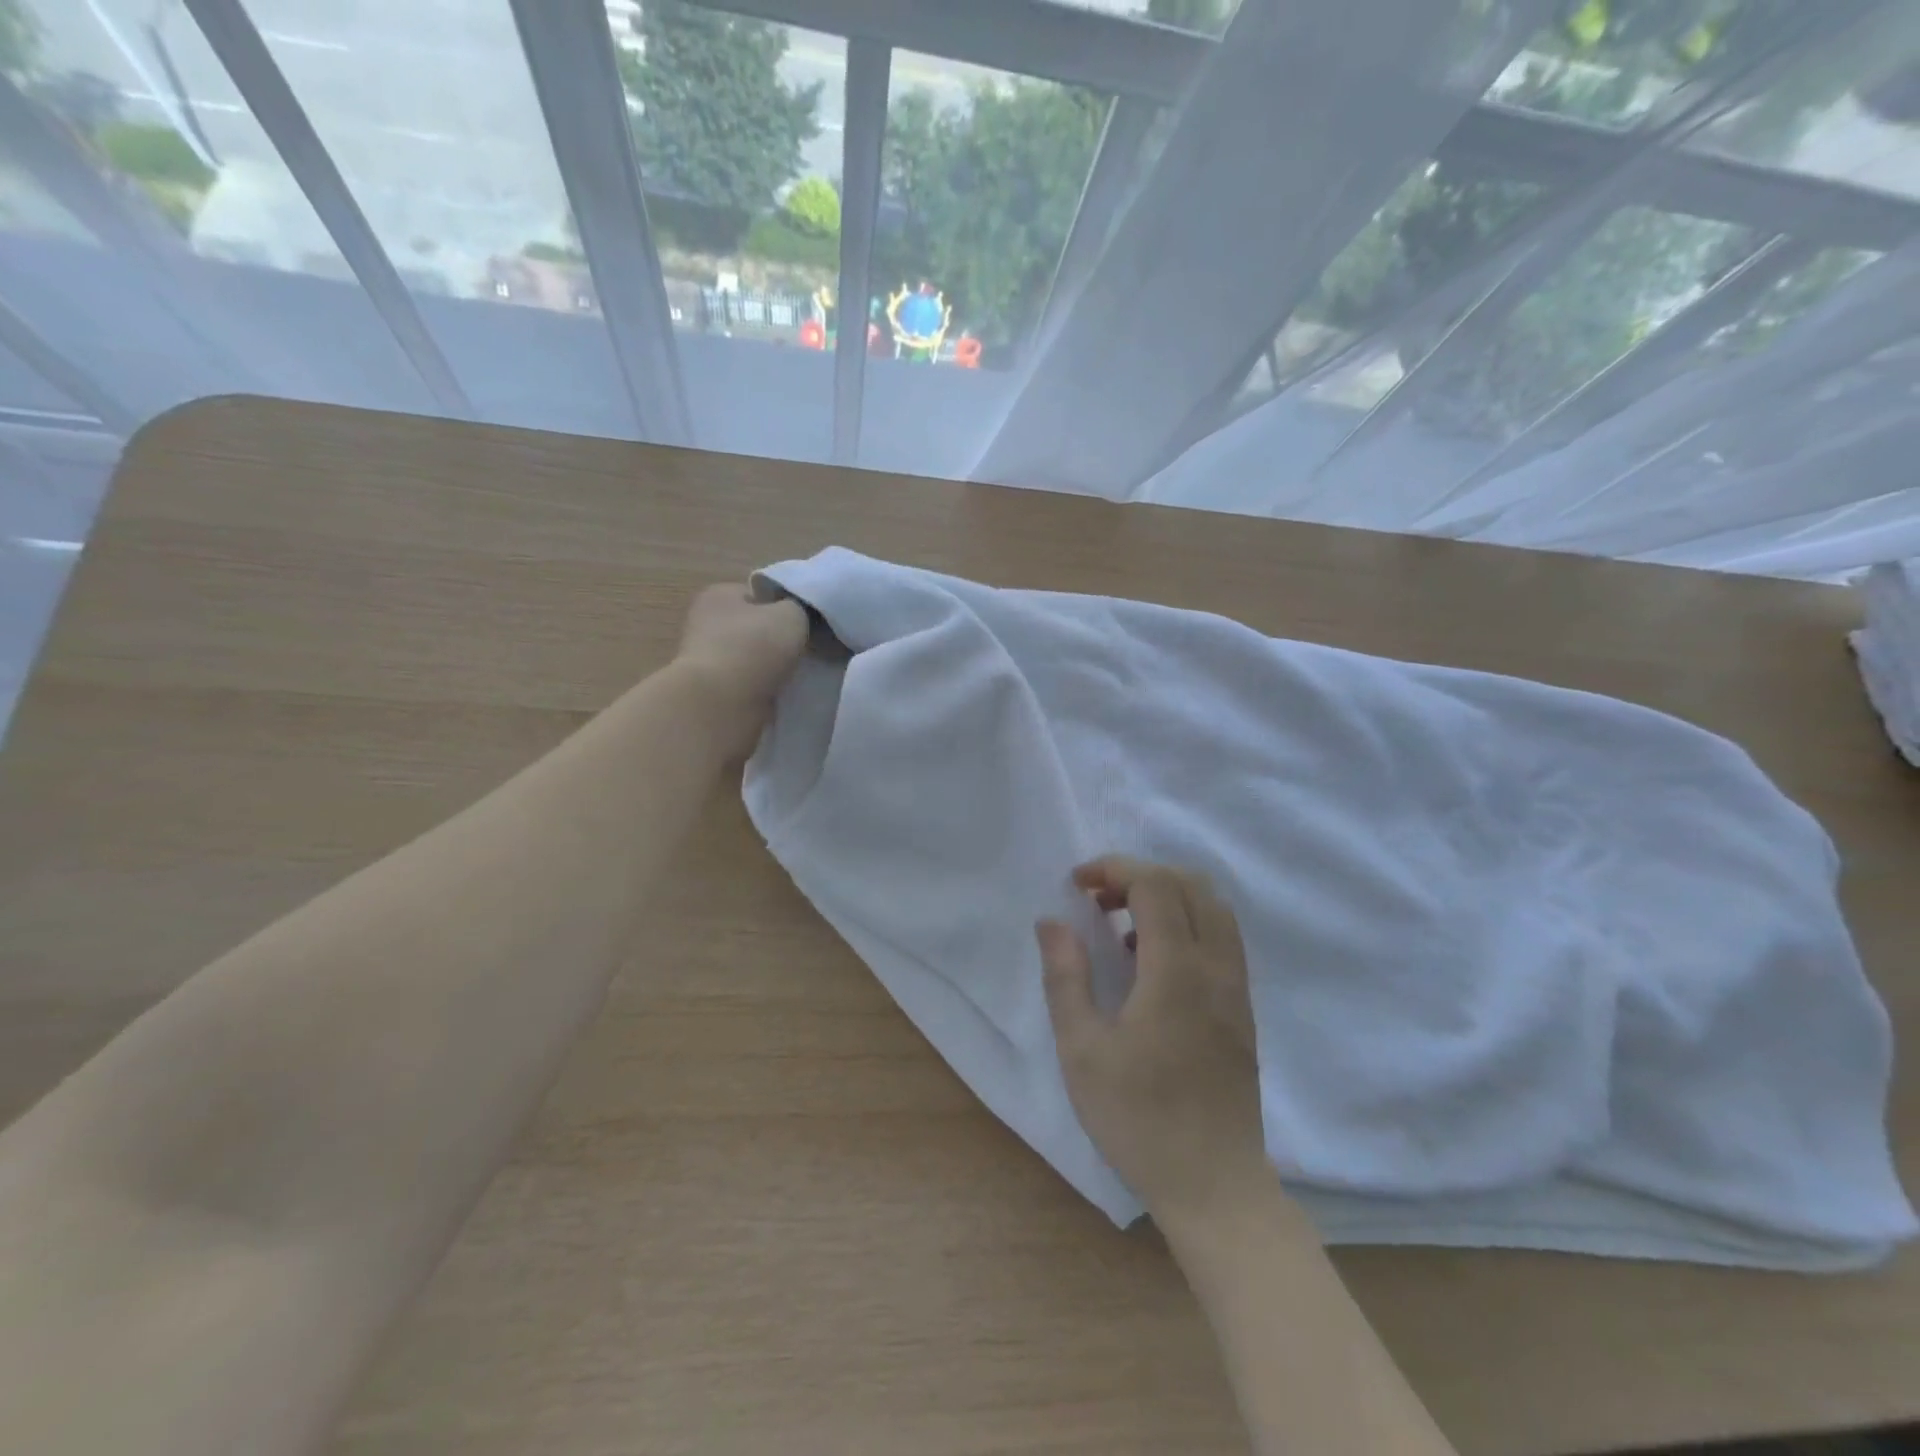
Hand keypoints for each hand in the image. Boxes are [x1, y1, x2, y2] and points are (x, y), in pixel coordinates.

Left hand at [672, 583, 809, 758]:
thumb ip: (799, 608)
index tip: (805, 624)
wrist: (722, 705)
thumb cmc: (754, 648)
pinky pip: (748, 685)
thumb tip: (796, 616)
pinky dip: (763, 689)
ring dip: (771, 667)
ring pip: (752, 658)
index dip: (784, 606)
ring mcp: (706, 660)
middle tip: (806, 650)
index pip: (758, 594)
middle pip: (754, 627)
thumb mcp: (791, 614)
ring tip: (797, 675)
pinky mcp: (712, 692)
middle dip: (777, 640)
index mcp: (718, 595)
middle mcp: (705, 622)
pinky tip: (780, 694)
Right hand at [1037, 857, 1269, 1225]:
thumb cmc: (1139, 1118)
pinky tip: (1152, 961)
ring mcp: (1237, 988)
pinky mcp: (1242, 1009)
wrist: (1214, 1185)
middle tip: (1098, 899)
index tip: (1078, 884)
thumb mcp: (1082, 1050)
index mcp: (1177, 971)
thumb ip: (1065, 977)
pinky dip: (1188, 923)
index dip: (1115, 869)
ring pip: (1214, 908)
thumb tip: (1052, 921)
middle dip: (1140, 875)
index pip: (1155, 885)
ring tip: (1122, 924)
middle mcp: (1216, 967)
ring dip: (1168, 896)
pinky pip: (1222, 939)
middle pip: (1190, 884)